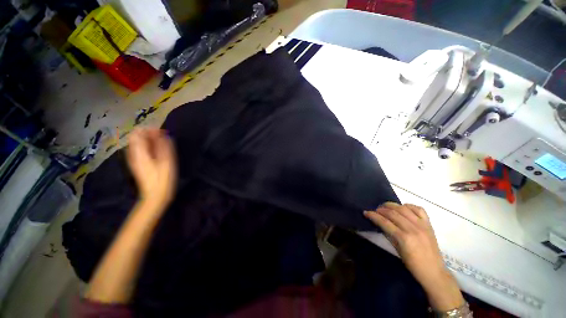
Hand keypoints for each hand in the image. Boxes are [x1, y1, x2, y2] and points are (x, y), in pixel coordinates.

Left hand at [126, 128, 176, 206]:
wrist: (155, 196)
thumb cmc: (163, 178)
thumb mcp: (167, 161)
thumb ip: (164, 146)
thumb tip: (163, 134)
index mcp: (139, 153)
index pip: (137, 133)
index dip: (149, 129)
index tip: (161, 132)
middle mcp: (133, 154)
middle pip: (136, 138)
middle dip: (149, 134)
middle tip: (163, 138)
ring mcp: (134, 160)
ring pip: (138, 144)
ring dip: (149, 141)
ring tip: (162, 145)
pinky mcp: (137, 165)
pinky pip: (139, 151)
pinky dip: (148, 148)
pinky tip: (157, 153)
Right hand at [365, 203, 463, 310]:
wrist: (434, 271)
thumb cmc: (412, 264)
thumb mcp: (397, 249)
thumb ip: (388, 234)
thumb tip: (380, 223)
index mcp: (404, 238)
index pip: (384, 222)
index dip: (373, 215)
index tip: (366, 212)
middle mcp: (413, 229)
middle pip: (393, 213)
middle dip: (381, 209)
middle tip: (375, 210)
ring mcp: (422, 225)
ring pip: (403, 208)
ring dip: (392, 205)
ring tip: (386, 207)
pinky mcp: (429, 224)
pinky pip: (418, 209)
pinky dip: (409, 206)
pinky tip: (403, 208)